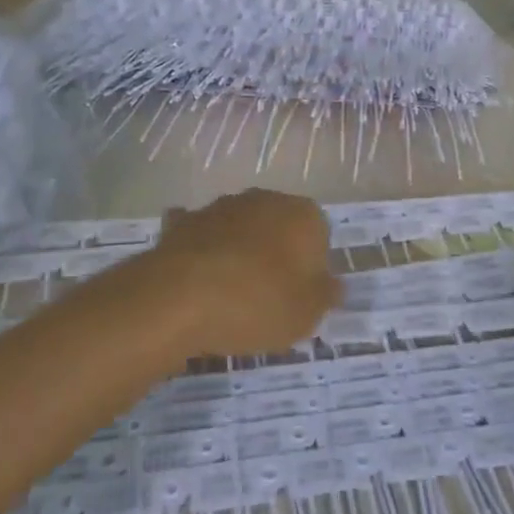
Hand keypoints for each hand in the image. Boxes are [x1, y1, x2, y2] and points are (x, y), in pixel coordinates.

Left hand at [145, 189, 339, 356]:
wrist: (179, 299)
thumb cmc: (258, 303)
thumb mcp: (307, 314)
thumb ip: (326, 296)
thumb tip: (334, 284)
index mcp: (303, 215)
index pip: (319, 236)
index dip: (312, 269)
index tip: (300, 298)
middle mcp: (264, 199)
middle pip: (278, 227)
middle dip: (275, 254)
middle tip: (268, 298)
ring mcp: (220, 207)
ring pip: (239, 229)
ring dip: (239, 251)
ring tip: (229, 297)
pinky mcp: (184, 222)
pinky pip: (201, 238)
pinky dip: (201, 252)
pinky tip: (196, 281)